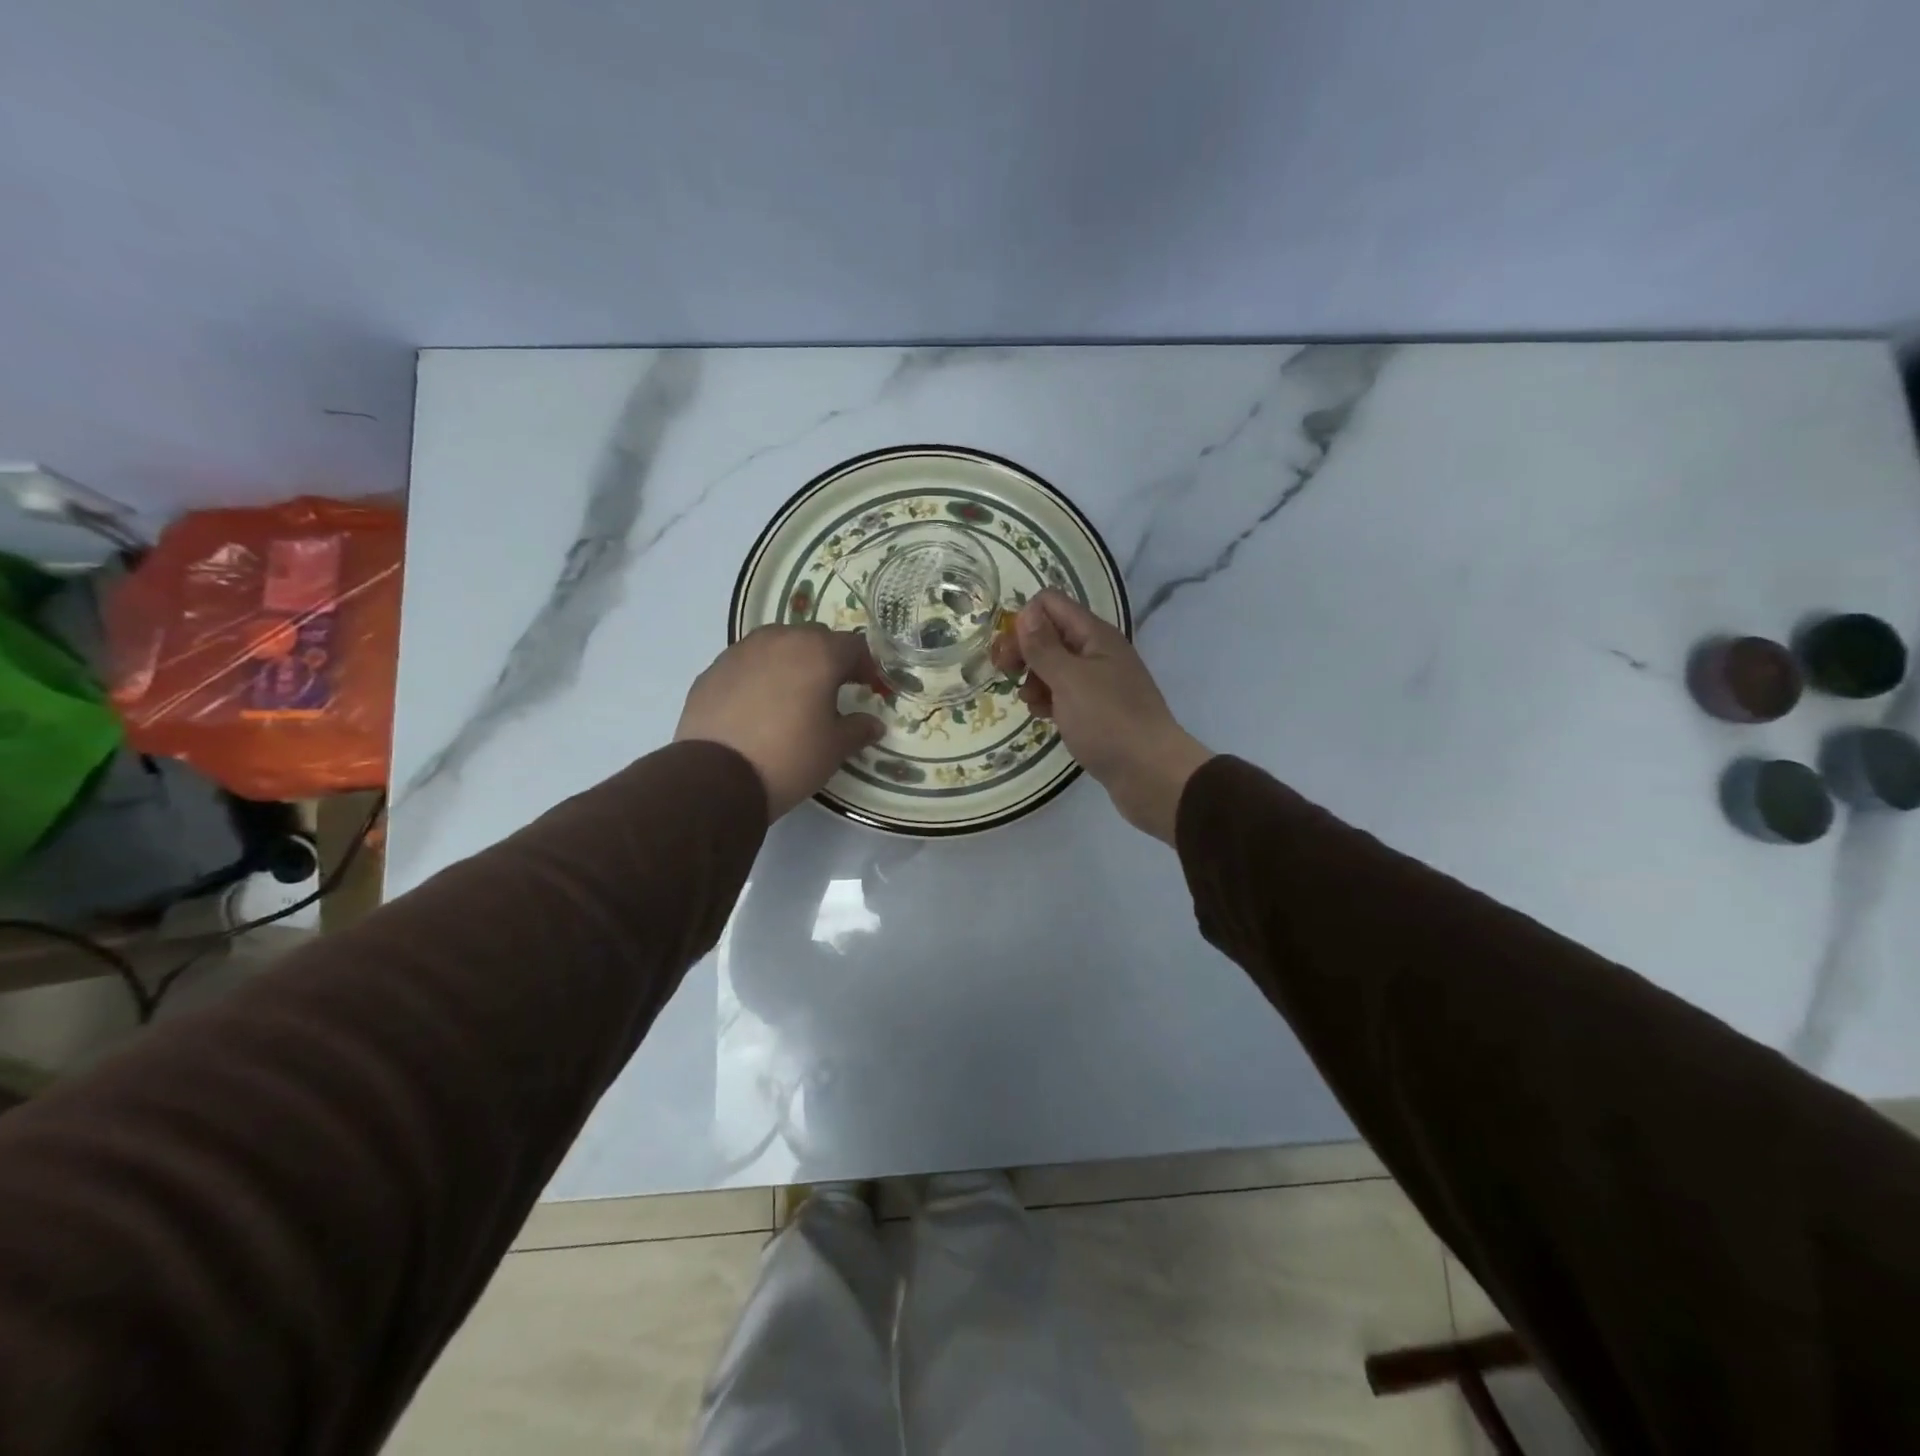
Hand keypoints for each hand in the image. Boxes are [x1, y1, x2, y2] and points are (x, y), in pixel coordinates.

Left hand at [676, 626, 886, 820]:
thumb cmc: (789, 757)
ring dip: (791, 662)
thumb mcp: (834, 748)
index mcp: (818, 653)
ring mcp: (741, 651)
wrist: (716, 777)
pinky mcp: (713, 669)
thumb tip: (874, 724)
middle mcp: (780, 640)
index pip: (854, 645)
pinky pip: (747, 663)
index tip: (868, 688)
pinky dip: (759, 676)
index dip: (866, 666)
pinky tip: (758, 707)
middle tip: (832, 690)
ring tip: (792, 696)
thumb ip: (859, 729)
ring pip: (777, 645)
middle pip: (814, 638)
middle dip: (828, 659)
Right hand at [992, 589, 1212, 842]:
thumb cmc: (1108, 722)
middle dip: (1024, 650)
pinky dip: (1049, 700)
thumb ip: (1044, 646)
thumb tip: (1026, 612)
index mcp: (1095, 635)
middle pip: (1050, 633)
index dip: (1024, 622)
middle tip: (1007, 675)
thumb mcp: (1069, 680)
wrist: (1150, 773)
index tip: (1009, 654)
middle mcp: (1098, 651)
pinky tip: (1044, 717)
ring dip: (1034, 678)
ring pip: (1054, 666)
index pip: (1050, 604)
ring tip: (1031, 703)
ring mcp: (1099, 681)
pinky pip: (1065, 693)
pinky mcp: (1097, 709)